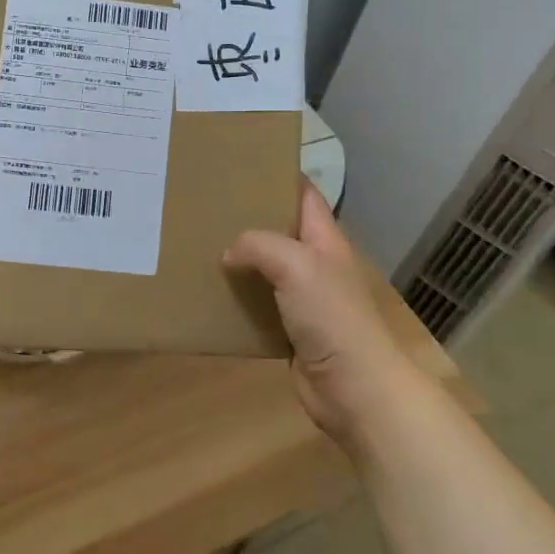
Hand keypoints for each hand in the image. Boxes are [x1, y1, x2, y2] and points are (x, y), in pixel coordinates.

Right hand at [223, 183, 424, 445]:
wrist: (356, 390)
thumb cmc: (332, 318)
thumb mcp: (296, 266)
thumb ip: (259, 246)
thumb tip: (229, 253)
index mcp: (325, 239)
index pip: (303, 193)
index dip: (278, 174)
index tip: (240, 163)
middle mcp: (315, 263)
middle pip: (279, 228)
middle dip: (248, 216)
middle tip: (207, 204)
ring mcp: (304, 298)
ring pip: (265, 267)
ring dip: (238, 259)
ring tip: (198, 244)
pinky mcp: (289, 330)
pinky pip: (258, 305)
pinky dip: (237, 299)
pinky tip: (210, 293)